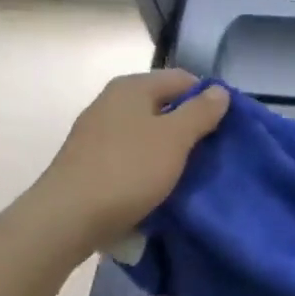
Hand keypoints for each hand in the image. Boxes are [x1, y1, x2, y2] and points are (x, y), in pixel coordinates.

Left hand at [32, 69, 229, 257]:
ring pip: (145, 132)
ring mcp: (96, 132)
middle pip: (162, 105)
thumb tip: (220, 90)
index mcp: (132, 87)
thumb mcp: (174, 139)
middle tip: (210, 154)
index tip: (226, 129)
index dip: (208, 99)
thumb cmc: (127, 170)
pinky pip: (129, 155)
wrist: (68, 217)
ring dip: (168, 149)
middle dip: (188, 126)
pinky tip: (155, 187)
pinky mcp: (88, 161)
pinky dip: (146, 166)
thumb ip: (200, 112)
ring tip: (187, 173)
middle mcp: (111, 101)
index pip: (183, 79)